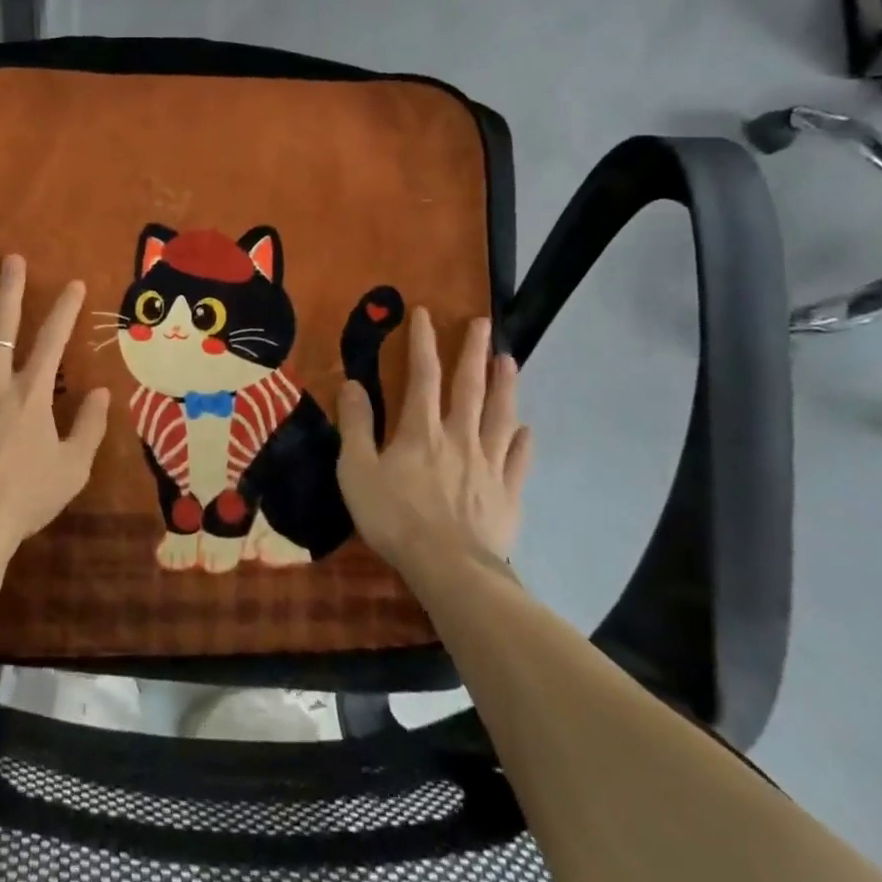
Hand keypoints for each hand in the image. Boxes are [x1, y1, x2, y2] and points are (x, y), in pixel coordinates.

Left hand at [0, 254, 111, 550]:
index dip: (64, 309)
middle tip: (10, 259)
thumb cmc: (23, 498)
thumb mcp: (72, 470)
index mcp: (32, 395)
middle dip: (8, 289)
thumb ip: (90, 428)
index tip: (73, 284)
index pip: (52, 340)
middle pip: (1, 326)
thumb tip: (103, 392)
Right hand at [337, 311, 532, 582]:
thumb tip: (353, 384)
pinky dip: (523, 443)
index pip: (423, 375)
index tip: (426, 312)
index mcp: (421, 429)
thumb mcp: (357, 470)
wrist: (450, 569)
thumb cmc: (394, 517)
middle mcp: (459, 437)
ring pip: (500, 417)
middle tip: (483, 323)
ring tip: (509, 360)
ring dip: (505, 386)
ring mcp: (488, 465)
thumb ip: (355, 425)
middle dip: (473, 351)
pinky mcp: (507, 494)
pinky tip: (527, 430)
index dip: (424, 342)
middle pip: (469, 387)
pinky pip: (518, 462)